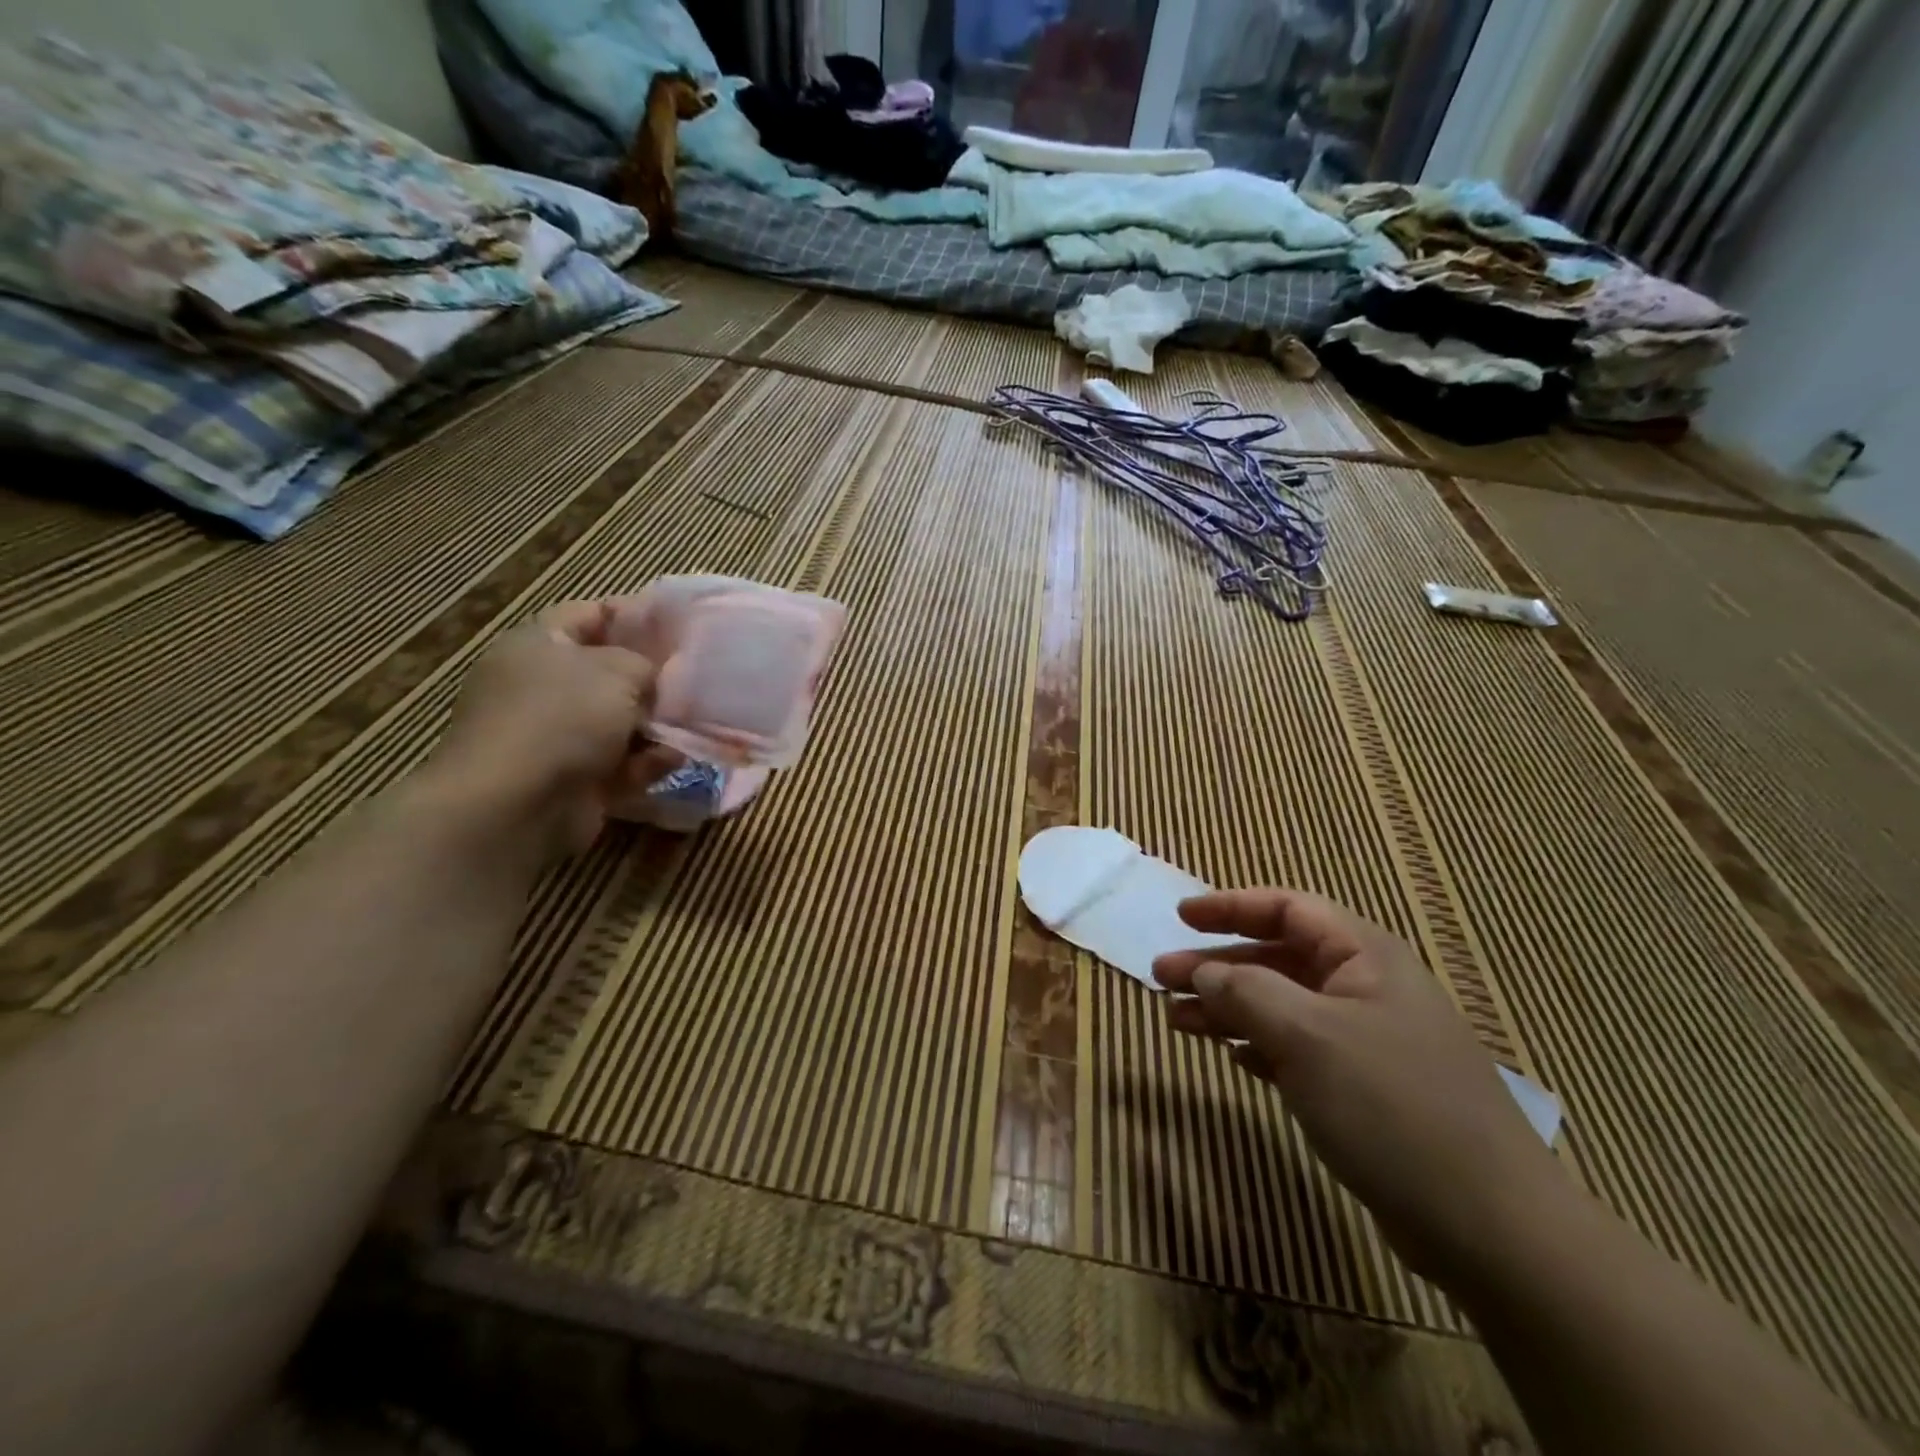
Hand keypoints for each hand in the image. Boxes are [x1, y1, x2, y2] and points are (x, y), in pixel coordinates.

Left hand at [427, 600, 681, 859]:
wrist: (515, 805)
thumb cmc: (562, 718)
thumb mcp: (616, 671)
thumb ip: (645, 662)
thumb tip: (655, 674)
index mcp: (538, 645)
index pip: (590, 615)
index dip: (635, 615)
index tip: (681, 625)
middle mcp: (543, 687)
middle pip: (609, 673)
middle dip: (654, 678)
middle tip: (699, 678)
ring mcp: (556, 737)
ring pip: (620, 722)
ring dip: (657, 726)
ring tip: (699, 723)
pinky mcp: (573, 779)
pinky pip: (620, 763)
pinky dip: (647, 763)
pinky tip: (675, 760)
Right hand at [1153, 890, 1571, 1282]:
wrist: (1492, 1228)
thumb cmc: (1393, 1107)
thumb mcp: (1308, 1036)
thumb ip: (1246, 992)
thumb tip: (1202, 970)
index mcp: (1364, 956)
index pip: (1287, 909)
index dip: (1231, 906)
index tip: (1181, 917)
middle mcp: (1366, 988)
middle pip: (1277, 958)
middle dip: (1218, 964)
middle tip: (1162, 978)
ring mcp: (1367, 1040)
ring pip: (1282, 1005)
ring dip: (1228, 1007)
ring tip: (1177, 1020)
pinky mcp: (1365, 1088)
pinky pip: (1297, 1048)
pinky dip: (1258, 1045)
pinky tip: (1231, 1057)